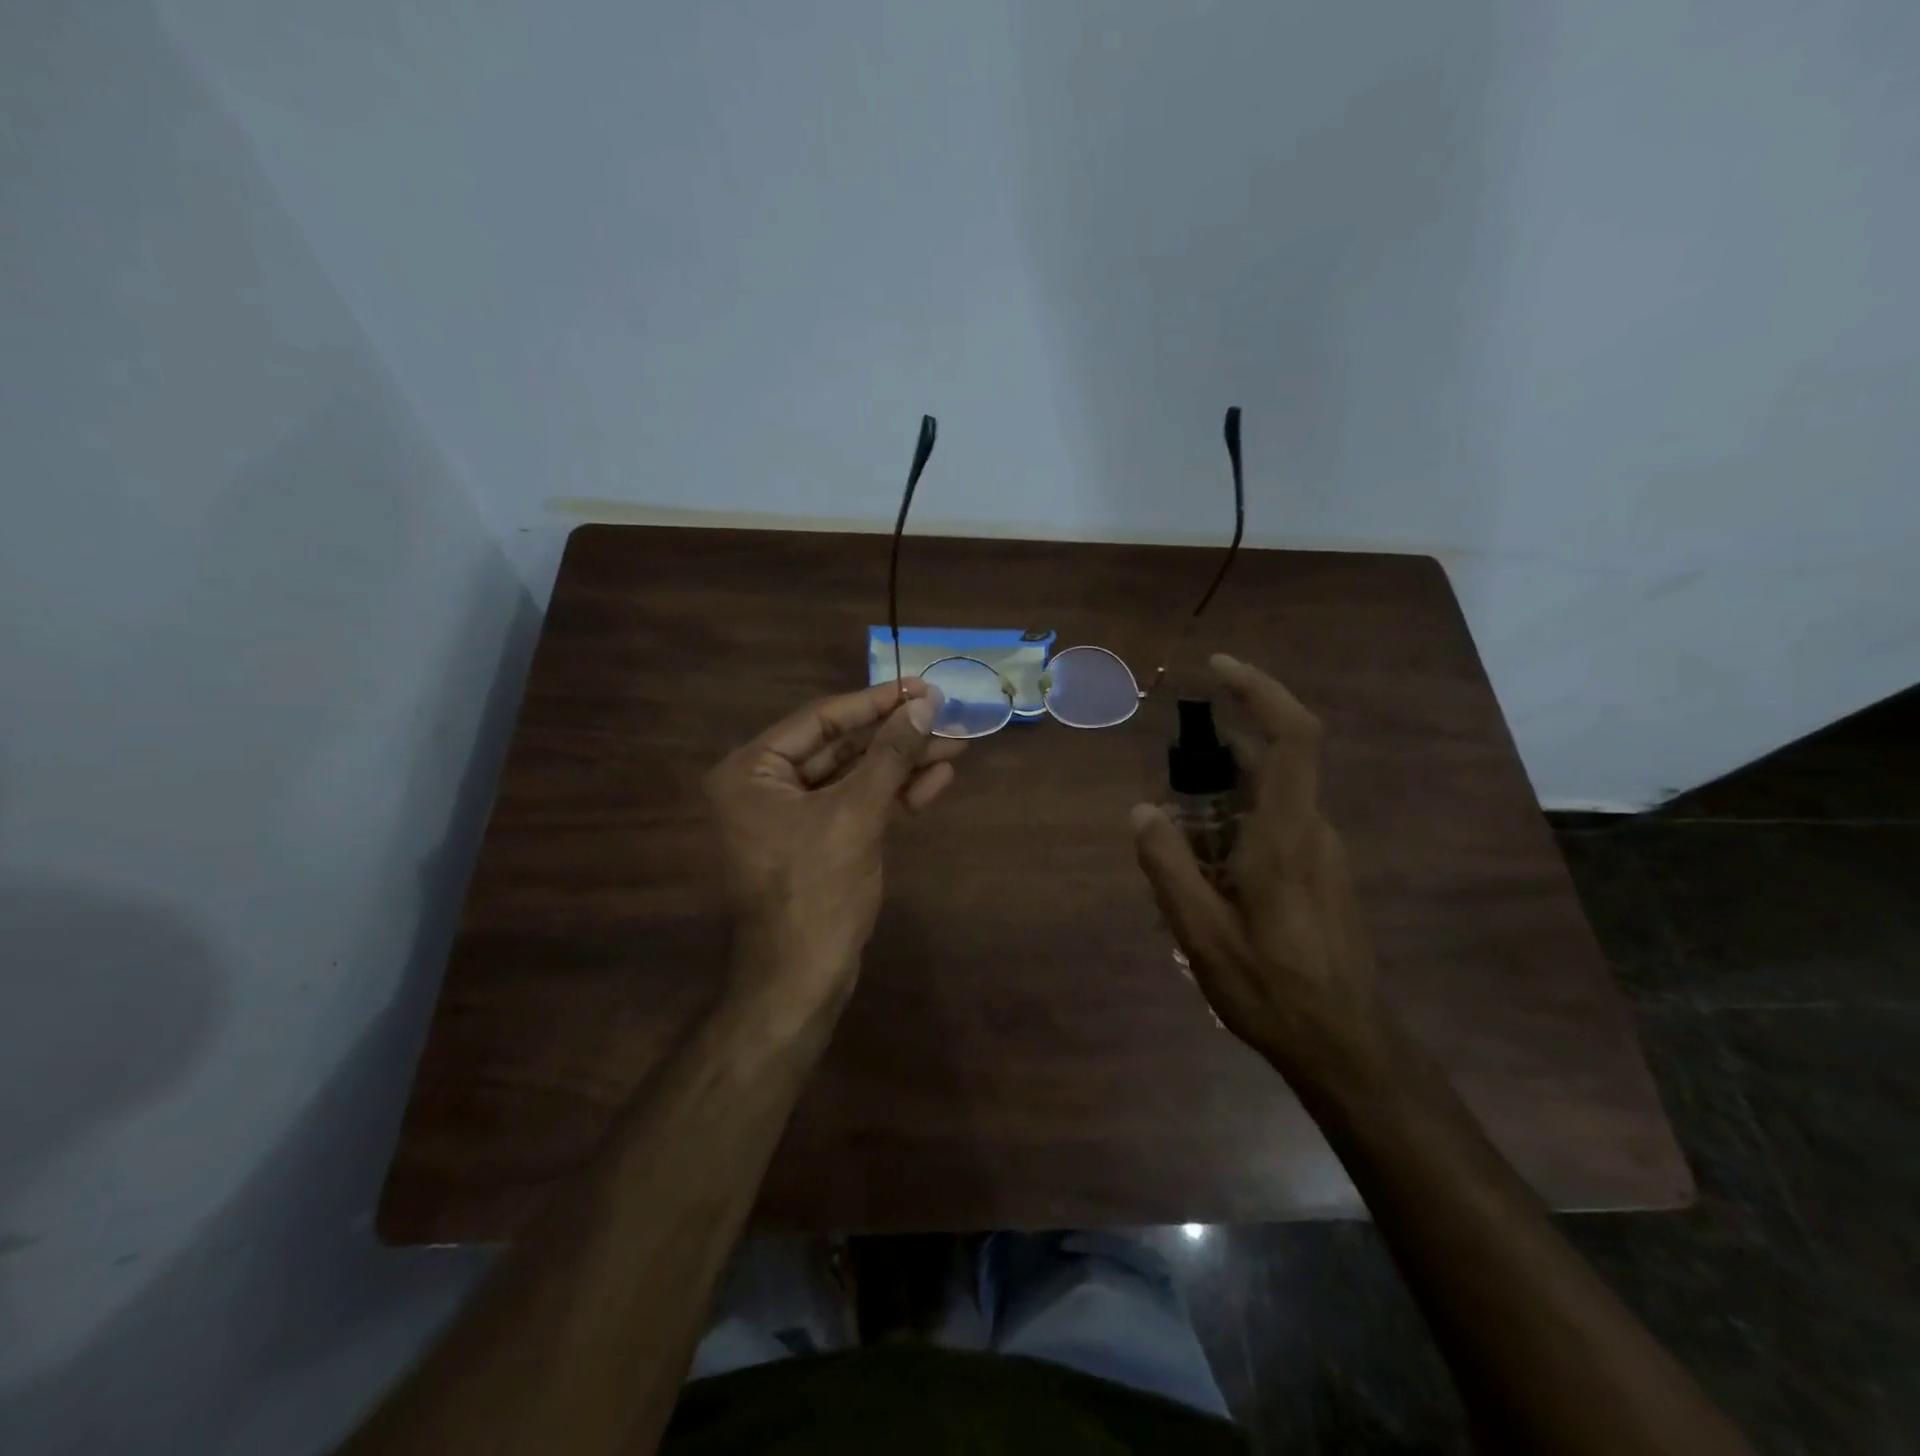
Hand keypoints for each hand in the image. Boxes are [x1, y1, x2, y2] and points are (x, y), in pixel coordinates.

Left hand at [707, 679, 963, 1023]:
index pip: (821, 719)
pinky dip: (895, 795)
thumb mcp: (856, 814)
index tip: (922, 686)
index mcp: (753, 770)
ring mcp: (794, 815)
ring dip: (904, 764)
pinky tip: (936, 780)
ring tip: (956, 746)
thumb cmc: (816, 890)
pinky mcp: (820, 840)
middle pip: (842, 746)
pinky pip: (859, 805)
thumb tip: (924, 705)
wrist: (802, 979)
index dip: (876, 702)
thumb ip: (889, 755)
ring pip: (856, 776)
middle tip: (946, 716)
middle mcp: (766, 785)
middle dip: (897, 736)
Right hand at [1131, 655, 1386, 1084]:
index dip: (1261, 690)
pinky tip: (1208, 876)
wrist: (1347, 1047)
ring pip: (1270, 798)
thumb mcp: (1202, 934)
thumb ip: (1169, 867)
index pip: (1294, 736)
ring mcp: (1323, 853)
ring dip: (1223, 799)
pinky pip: (1276, 826)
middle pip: (1272, 763)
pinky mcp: (1321, 874)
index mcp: (1287, 835)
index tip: (1219, 668)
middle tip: (1169, 786)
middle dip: (1218, 756)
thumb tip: (1141, 810)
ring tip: (1180, 845)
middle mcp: (1313, 831)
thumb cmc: (1273, 990)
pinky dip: (1237, 826)